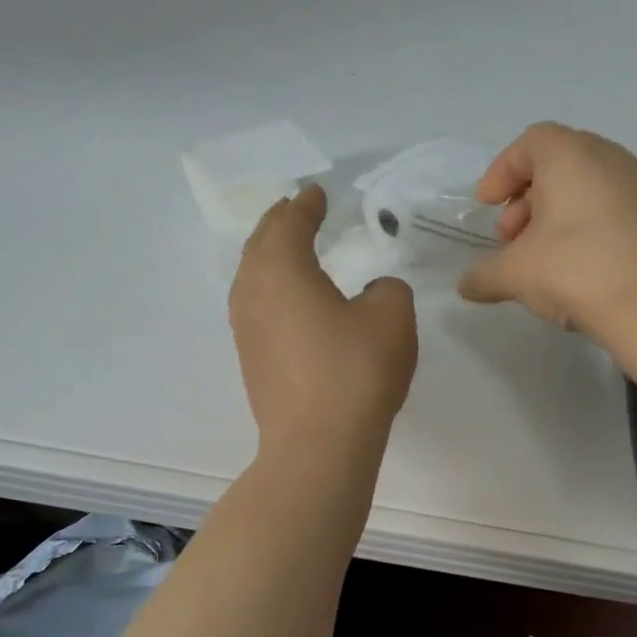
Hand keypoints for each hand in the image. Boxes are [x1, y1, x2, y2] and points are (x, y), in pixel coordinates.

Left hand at [230, 184, 417, 456]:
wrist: (318, 444)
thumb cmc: (355, 370)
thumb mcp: (391, 316)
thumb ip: (386, 290)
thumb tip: (372, 292)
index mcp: (282, 269)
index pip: (289, 222)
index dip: (305, 205)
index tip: (317, 192)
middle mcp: (253, 292)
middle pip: (260, 244)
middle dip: (279, 223)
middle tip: (296, 210)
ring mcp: (246, 329)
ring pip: (252, 276)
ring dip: (271, 256)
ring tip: (290, 249)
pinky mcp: (251, 360)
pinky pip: (257, 306)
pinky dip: (272, 288)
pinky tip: (290, 301)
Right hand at [458, 122, 636, 338]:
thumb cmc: (575, 270)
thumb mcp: (516, 274)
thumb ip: (484, 275)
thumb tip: (465, 286)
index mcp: (570, 155)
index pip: (528, 143)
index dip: (501, 172)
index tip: (486, 205)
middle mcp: (607, 158)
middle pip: (556, 163)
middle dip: (525, 198)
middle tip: (509, 237)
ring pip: (583, 187)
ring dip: (553, 214)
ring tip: (538, 256)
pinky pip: (607, 207)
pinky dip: (582, 225)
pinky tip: (573, 266)